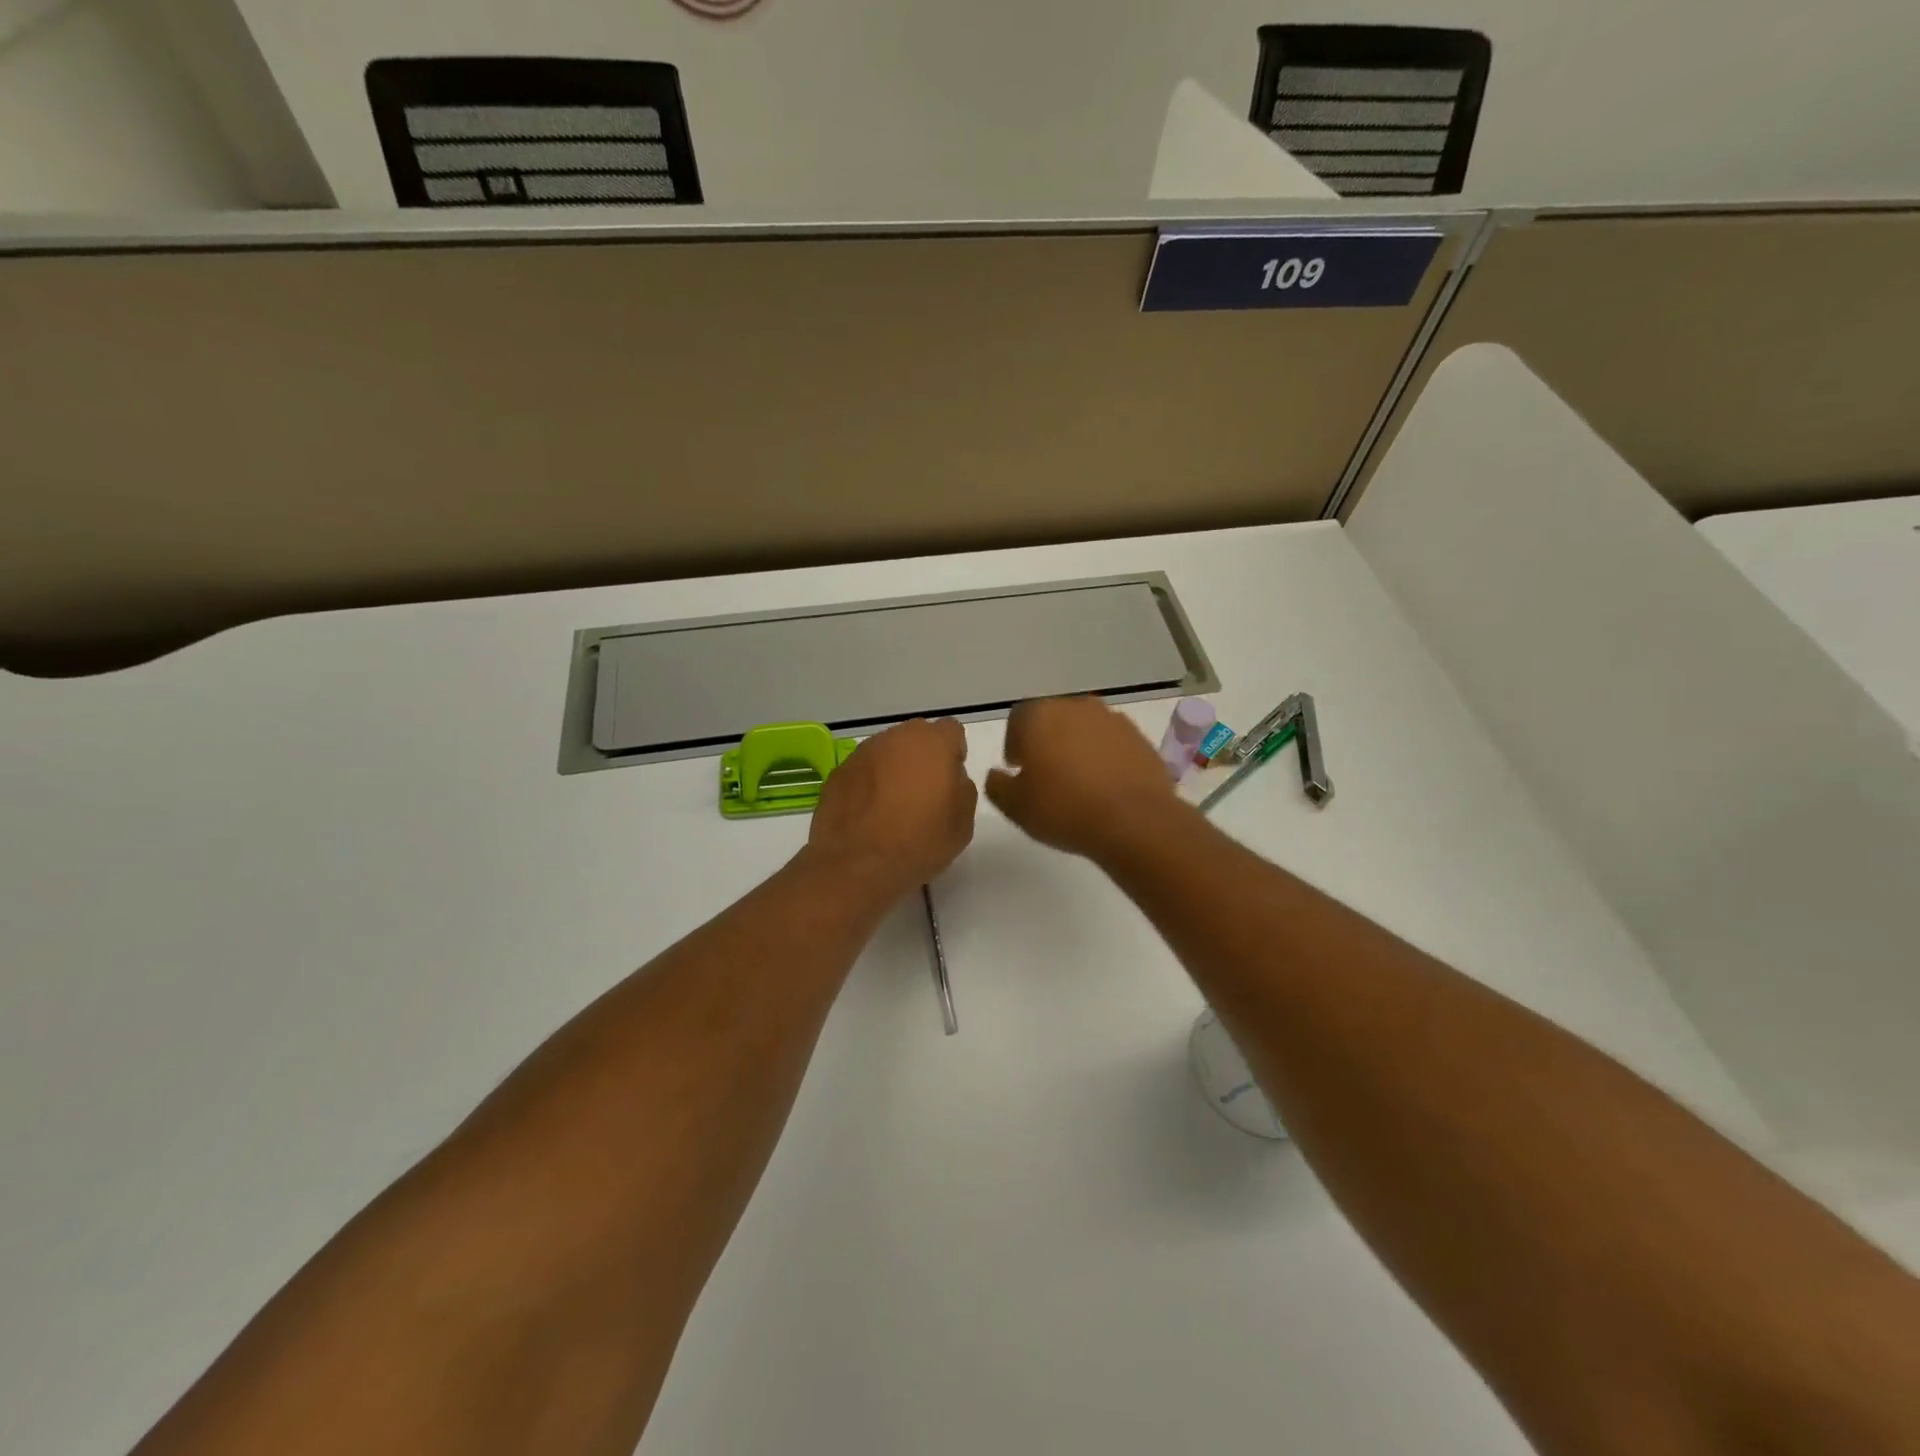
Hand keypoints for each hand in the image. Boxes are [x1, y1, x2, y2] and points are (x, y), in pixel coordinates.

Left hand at [807, 718, 977, 897]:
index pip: (951, 731)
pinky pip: (864, 770)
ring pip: (887, 752)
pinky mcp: (839, 771)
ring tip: (893, 805)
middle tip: (923, 793)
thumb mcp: (963, 821)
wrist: (858, 864)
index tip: (949, 780)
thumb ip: (962, 787)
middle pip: (916, 737)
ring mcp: (863, 752)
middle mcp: (896, 737)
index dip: (953, 753)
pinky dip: (869, 783)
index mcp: (933, 743)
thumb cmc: (920, 842)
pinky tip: (869, 813)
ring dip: (894, 769)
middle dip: (923, 757)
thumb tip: (950, 777)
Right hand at [985, 697, 1178, 859]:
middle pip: (1053, 718)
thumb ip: (997, 785)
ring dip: (1078, 747)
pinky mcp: (1139, 737)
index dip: (1015, 743)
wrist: (1133, 821)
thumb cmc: (1064, 809)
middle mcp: (1075, 706)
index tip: (1019, 769)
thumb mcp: (1015, 806)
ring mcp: (1111, 719)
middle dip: (1047, 741)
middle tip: (1047, 775)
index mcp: (1039, 715)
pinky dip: (1106, 757)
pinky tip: (1106, 785)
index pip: (1017, 719)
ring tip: (1079, 782)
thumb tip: (997, 774)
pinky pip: (1112, 743)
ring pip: (1084, 728)